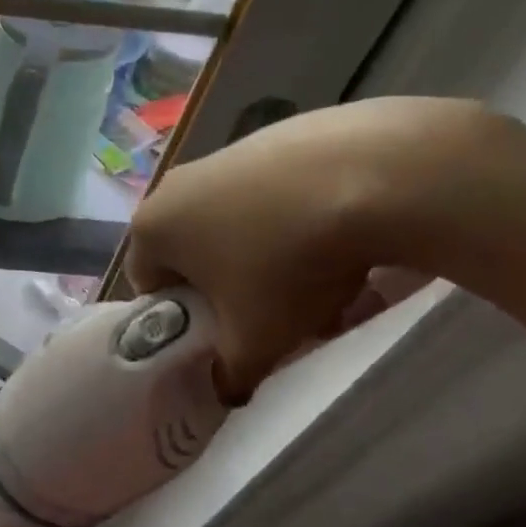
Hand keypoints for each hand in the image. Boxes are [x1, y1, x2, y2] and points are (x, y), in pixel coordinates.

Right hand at [126, 97, 515, 397]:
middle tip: (273, 316)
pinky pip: (273, 197)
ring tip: (322, 286)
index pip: (150, 286)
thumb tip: (226, 390)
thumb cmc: (288, 264)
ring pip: (238, 227)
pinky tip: (343, 243)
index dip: (185, 321)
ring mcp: (227, 155)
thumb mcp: (256, 340)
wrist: (375, 174)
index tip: (224, 336)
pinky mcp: (276, 136)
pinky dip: (296, 223)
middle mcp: (176, 185)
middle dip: (231, 292)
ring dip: (267, 262)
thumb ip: (230, 375)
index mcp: (153, 227)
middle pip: (195, 256)